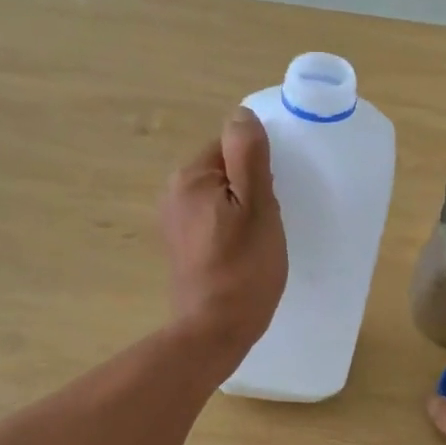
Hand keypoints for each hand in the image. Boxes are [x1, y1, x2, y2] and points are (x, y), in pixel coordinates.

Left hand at [160, 108, 286, 362]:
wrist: (215, 330)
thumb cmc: (244, 268)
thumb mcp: (257, 206)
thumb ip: (248, 156)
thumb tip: (241, 115)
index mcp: (190, 176)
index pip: (231, 146)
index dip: (259, 168)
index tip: (272, 197)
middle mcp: (173, 193)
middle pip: (224, 170)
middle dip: (251, 188)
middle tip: (269, 221)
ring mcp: (173, 221)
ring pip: (220, 196)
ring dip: (242, 209)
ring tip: (259, 239)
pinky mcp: (180, 245)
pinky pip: (212, 219)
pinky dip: (230, 228)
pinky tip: (242, 252)